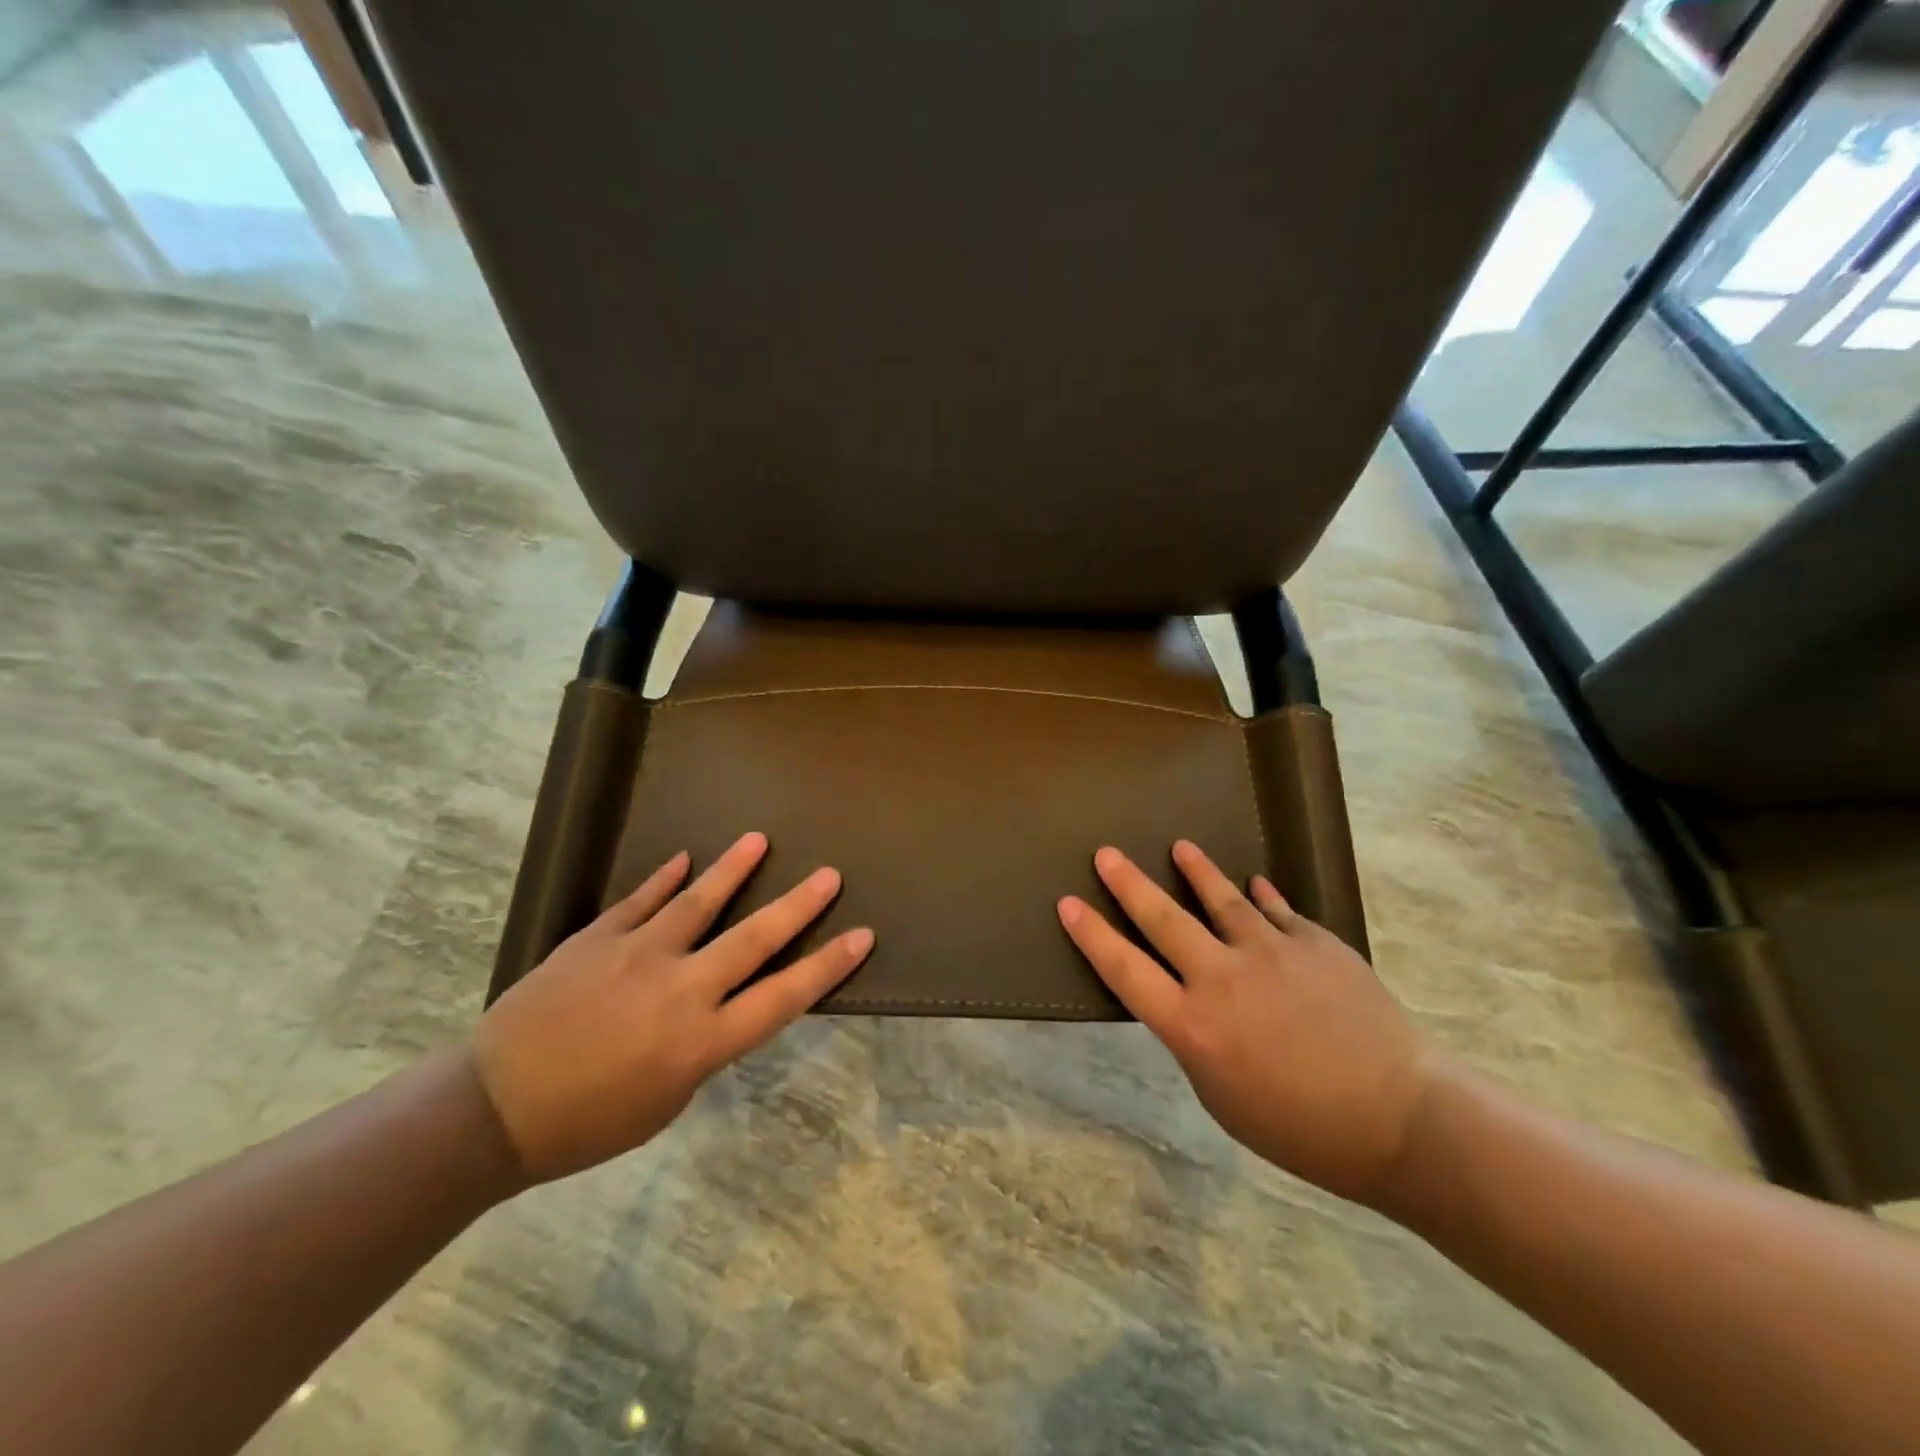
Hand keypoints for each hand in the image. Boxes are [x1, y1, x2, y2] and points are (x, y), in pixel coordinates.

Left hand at [470, 832, 872, 1183]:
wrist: (492, 1110)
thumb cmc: (586, 1124)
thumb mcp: (665, 1102)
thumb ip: (699, 1048)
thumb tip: (712, 1006)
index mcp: (701, 1042)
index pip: (782, 997)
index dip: (827, 966)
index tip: (861, 936)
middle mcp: (680, 990)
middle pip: (753, 940)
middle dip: (798, 906)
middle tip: (830, 874)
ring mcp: (637, 956)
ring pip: (698, 903)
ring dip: (733, 870)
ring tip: (759, 840)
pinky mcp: (597, 938)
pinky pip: (639, 900)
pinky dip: (664, 878)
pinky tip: (684, 858)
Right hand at [1058, 841, 1436, 1206]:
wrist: (1401, 1120)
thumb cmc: (1301, 1129)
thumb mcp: (1222, 1097)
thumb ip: (1196, 1042)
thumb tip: (1190, 1003)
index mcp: (1193, 1025)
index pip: (1125, 970)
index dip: (1092, 935)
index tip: (1069, 903)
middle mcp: (1222, 977)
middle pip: (1163, 919)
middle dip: (1129, 884)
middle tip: (1106, 853)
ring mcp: (1271, 952)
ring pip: (1221, 899)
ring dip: (1196, 871)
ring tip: (1180, 847)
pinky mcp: (1315, 943)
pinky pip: (1279, 911)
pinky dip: (1263, 896)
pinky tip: (1255, 882)